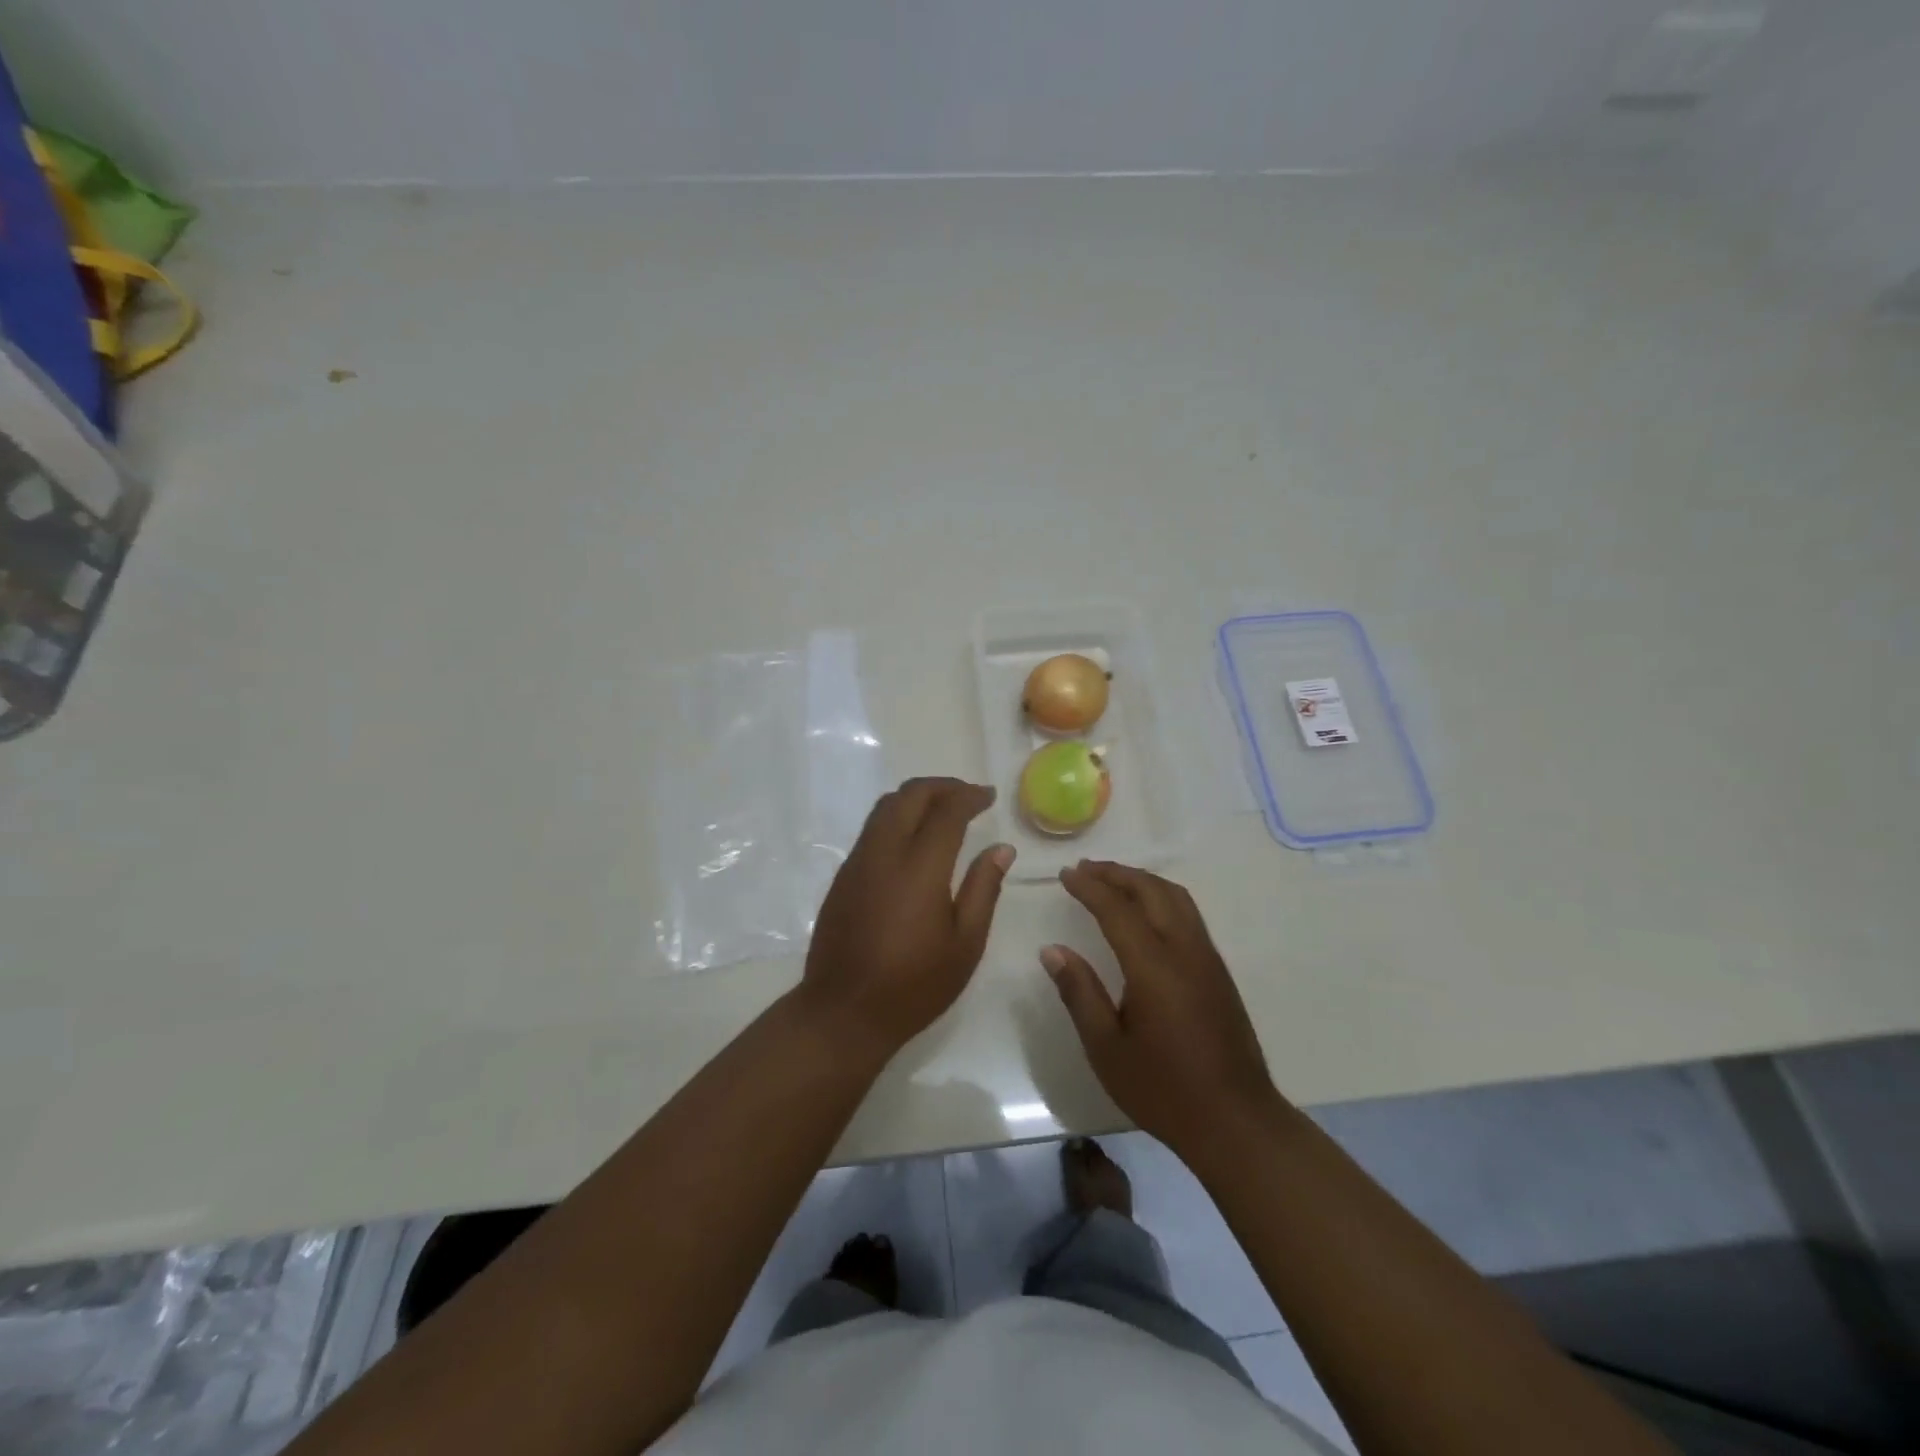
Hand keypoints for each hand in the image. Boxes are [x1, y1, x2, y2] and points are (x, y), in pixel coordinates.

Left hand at [798, 778, 1013, 1059]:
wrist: (842, 1012)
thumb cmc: (914, 985)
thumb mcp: (965, 944)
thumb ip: (983, 889)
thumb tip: (1001, 849)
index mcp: (920, 868)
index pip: (946, 811)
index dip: (969, 796)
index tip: (988, 796)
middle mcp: (884, 853)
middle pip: (909, 796)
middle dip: (941, 787)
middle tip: (968, 796)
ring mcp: (857, 862)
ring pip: (885, 808)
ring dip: (916, 798)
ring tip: (942, 810)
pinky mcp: (843, 876)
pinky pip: (871, 829)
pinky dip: (897, 817)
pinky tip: (913, 840)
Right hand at [1044, 860, 1279, 1156]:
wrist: (1236, 1121)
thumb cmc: (1163, 1089)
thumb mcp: (1107, 1048)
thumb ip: (1079, 993)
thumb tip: (1052, 950)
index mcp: (1154, 967)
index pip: (1116, 909)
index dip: (1089, 887)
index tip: (1065, 874)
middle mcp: (1185, 950)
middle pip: (1151, 890)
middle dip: (1116, 873)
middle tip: (1084, 869)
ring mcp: (1207, 958)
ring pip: (1176, 897)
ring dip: (1142, 880)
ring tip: (1112, 881)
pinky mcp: (1218, 971)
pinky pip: (1188, 914)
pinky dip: (1160, 897)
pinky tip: (1145, 913)